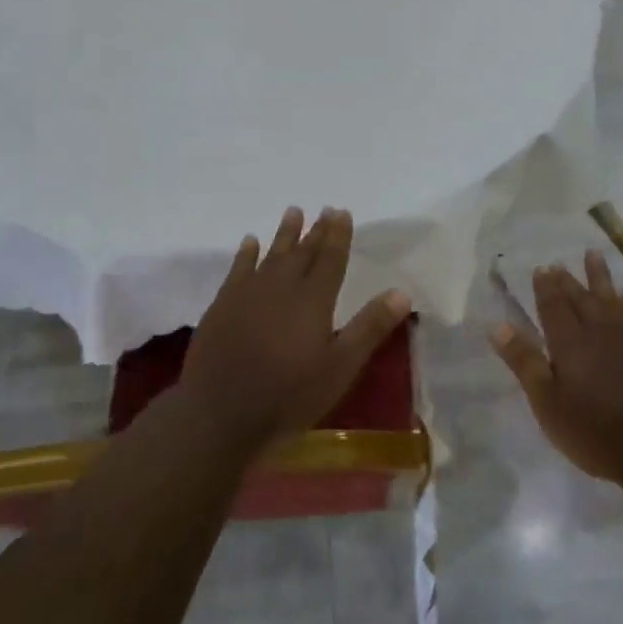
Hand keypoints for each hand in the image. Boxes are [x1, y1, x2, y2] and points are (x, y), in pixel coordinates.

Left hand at [179, 207, 411, 445]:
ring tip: (293, 212)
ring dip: (283, 233)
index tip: (342, 212)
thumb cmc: (289, 395)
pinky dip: (246, 253)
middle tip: (324, 209)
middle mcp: (281, 287)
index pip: (330, 259)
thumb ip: (369, 327)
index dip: (338, 235)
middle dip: (315, 230)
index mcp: (313, 300)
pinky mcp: (222, 305)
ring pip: (270, 254)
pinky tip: (250, 242)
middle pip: (302, 252)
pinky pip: (238, 269)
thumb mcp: (340, 367)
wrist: (220, 413)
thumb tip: (401, 292)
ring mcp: (248, 294)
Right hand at [490, 251, 622, 482]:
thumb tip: (497, 325)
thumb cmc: (593, 430)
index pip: (553, 306)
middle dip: (567, 280)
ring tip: (593, 255)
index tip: (540, 268)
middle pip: (580, 298)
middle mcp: (599, 330)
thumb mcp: (547, 402)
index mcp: (569, 342)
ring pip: (610, 298)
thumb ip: (524, 362)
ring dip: (599, 277)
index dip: (545, 287)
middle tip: (558, 263)